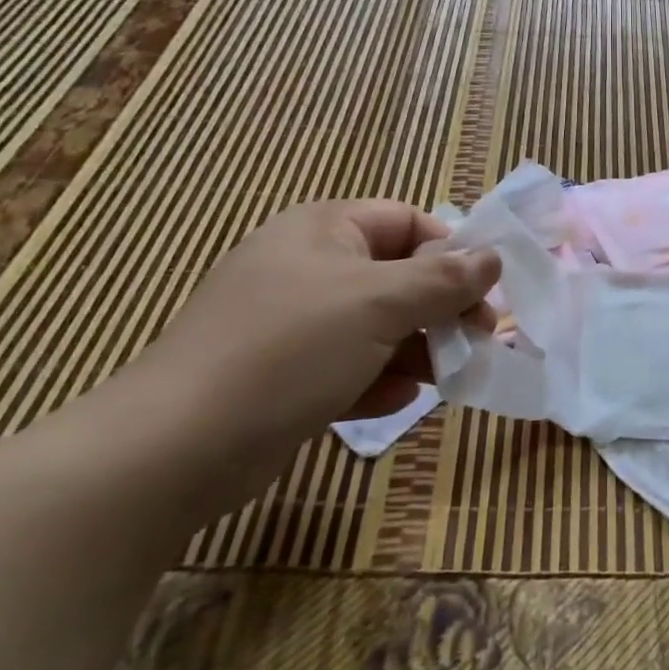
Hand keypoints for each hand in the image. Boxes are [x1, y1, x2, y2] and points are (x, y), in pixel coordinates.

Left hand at [137, 200, 499, 460]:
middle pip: (396, 276)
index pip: (408, 222)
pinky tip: (392, 402)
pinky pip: (346, 363)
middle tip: (473, 342)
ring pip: (375, 325)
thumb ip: (444, 279)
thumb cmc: (289, 350)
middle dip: (438, 310)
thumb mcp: (379, 304)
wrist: (175, 448)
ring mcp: (291, 321)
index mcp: (325, 229)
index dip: (450, 254)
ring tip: (441, 377)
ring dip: (413, 349)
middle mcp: (307, 266)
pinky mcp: (280, 372)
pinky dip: (375, 379)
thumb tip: (493, 257)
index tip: (482, 296)